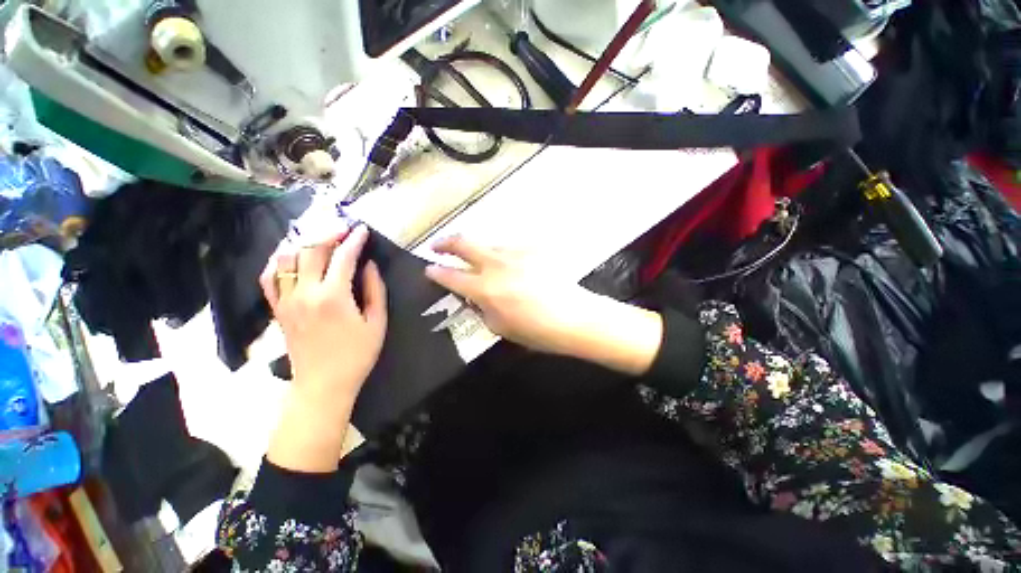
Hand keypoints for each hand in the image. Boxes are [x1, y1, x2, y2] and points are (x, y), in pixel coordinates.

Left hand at [261, 225, 386, 472]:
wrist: (324, 384)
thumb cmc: (357, 354)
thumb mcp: (377, 322)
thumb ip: (374, 290)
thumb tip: (370, 265)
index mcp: (333, 296)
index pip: (342, 256)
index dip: (354, 240)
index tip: (363, 230)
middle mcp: (305, 293)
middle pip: (311, 250)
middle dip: (329, 233)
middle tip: (344, 229)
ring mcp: (286, 300)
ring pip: (285, 259)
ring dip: (302, 243)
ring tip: (319, 239)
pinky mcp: (277, 309)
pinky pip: (269, 278)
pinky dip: (279, 263)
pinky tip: (292, 258)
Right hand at [424, 236, 662, 375]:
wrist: (573, 317)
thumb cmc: (536, 331)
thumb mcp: (499, 327)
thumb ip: (480, 308)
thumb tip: (472, 296)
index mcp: (485, 288)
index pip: (451, 276)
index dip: (436, 272)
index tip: (429, 269)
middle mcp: (496, 265)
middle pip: (463, 243)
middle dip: (445, 243)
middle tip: (437, 246)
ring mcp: (515, 253)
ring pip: (487, 243)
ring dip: (477, 250)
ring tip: (477, 259)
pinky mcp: (532, 249)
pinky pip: (510, 248)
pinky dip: (502, 255)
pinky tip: (509, 265)